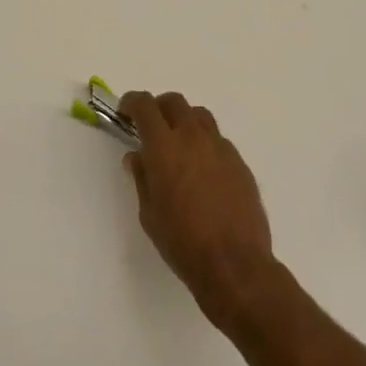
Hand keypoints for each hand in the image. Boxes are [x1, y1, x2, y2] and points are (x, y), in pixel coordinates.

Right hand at [119, 92, 280, 330]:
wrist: (234, 263)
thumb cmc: (181, 241)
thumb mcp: (149, 213)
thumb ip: (142, 178)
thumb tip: (137, 157)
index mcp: (164, 147)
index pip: (145, 106)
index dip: (132, 102)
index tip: (125, 110)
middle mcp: (194, 138)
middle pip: (175, 102)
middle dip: (158, 108)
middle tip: (149, 126)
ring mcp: (221, 148)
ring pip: (200, 116)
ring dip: (184, 121)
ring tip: (177, 144)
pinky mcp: (240, 163)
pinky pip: (218, 140)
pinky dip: (204, 143)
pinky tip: (201, 170)